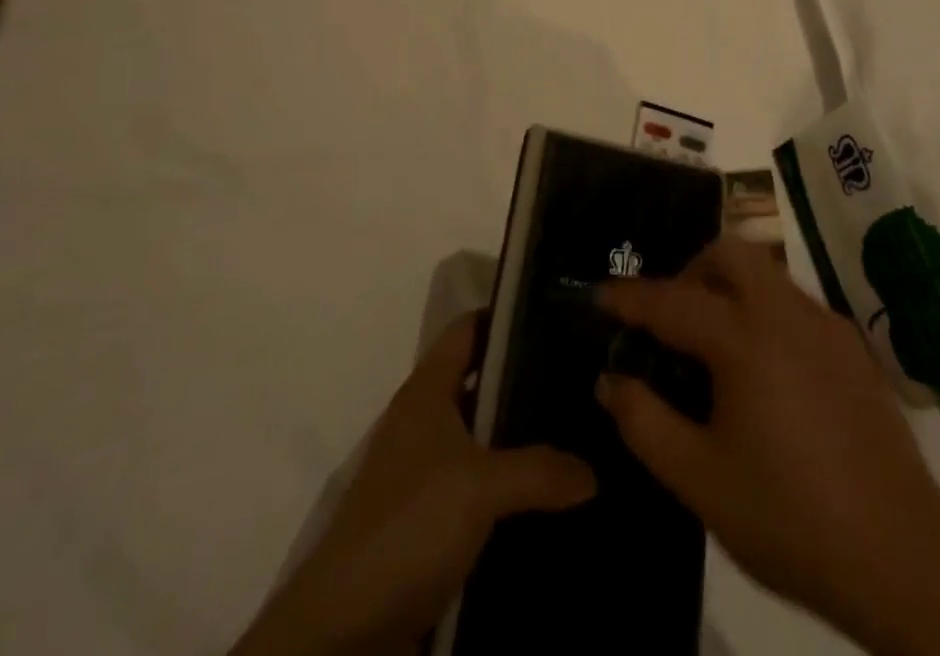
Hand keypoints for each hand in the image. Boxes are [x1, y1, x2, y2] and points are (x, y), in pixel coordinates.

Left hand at [233, 314, 595, 655]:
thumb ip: (540, 470)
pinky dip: (515, 489)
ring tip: (584, 432)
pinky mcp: (435, 521)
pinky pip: (485, 488)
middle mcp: (427, 422)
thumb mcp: (480, 487)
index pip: (469, 328)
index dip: (507, 315)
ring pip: (488, 438)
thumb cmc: (409, 525)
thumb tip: (593, 472)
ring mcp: (429, 473)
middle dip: (529, 380)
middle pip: (483, 381)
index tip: (557, 314)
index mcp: (427, 391)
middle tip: (584, 377)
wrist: (346, 630)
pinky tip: (557, 494)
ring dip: (525, 441)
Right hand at [595, 238, 939, 648]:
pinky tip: (765, 371)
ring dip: (729, 287)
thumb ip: (646, 422)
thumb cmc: (788, 518)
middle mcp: (785, 313)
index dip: (630, 297)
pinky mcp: (852, 346)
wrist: (901, 555)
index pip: (672, 300)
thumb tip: (611, 379)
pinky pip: (794, 303)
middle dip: (690, 270)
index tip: (600, 295)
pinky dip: (764, 311)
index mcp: (743, 339)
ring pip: (765, 272)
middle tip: (671, 319)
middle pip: (729, 253)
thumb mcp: (700, 480)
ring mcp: (825, 324)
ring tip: (713, 346)